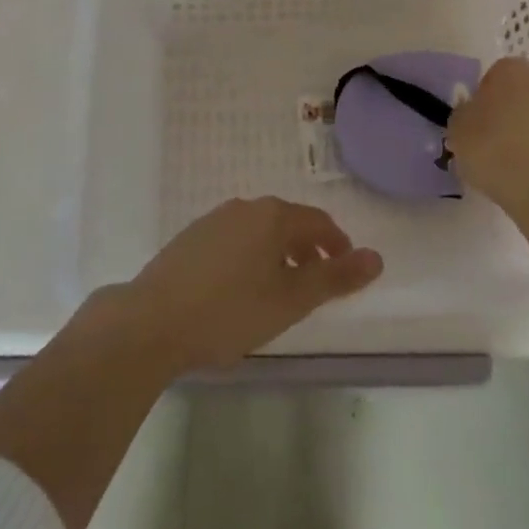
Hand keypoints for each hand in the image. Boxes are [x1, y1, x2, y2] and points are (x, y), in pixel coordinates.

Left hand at [110, 198, 382, 375]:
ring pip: (260, 232)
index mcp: (273, 216)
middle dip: (308, 250)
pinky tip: (241, 290)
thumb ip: (335, 278)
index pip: (318, 222)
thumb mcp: (290, 301)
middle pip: (289, 223)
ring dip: (279, 255)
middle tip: (317, 286)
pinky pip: (235, 241)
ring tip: (281, 291)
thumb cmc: (229, 311)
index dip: (338, 245)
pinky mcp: (191, 238)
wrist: (152, 321)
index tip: (346, 272)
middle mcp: (245, 207)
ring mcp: (214, 220)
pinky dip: (251, 258)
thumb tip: (377, 257)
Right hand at [445, 57, 528, 219]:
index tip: (472, 119)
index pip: (492, 74)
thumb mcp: (457, 127)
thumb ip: (463, 112)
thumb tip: (472, 111)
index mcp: (511, 70)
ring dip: (519, 130)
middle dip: (502, 110)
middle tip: (484, 137)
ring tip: (502, 158)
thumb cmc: (492, 149)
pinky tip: (519, 170)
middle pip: (515, 92)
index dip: (480, 95)